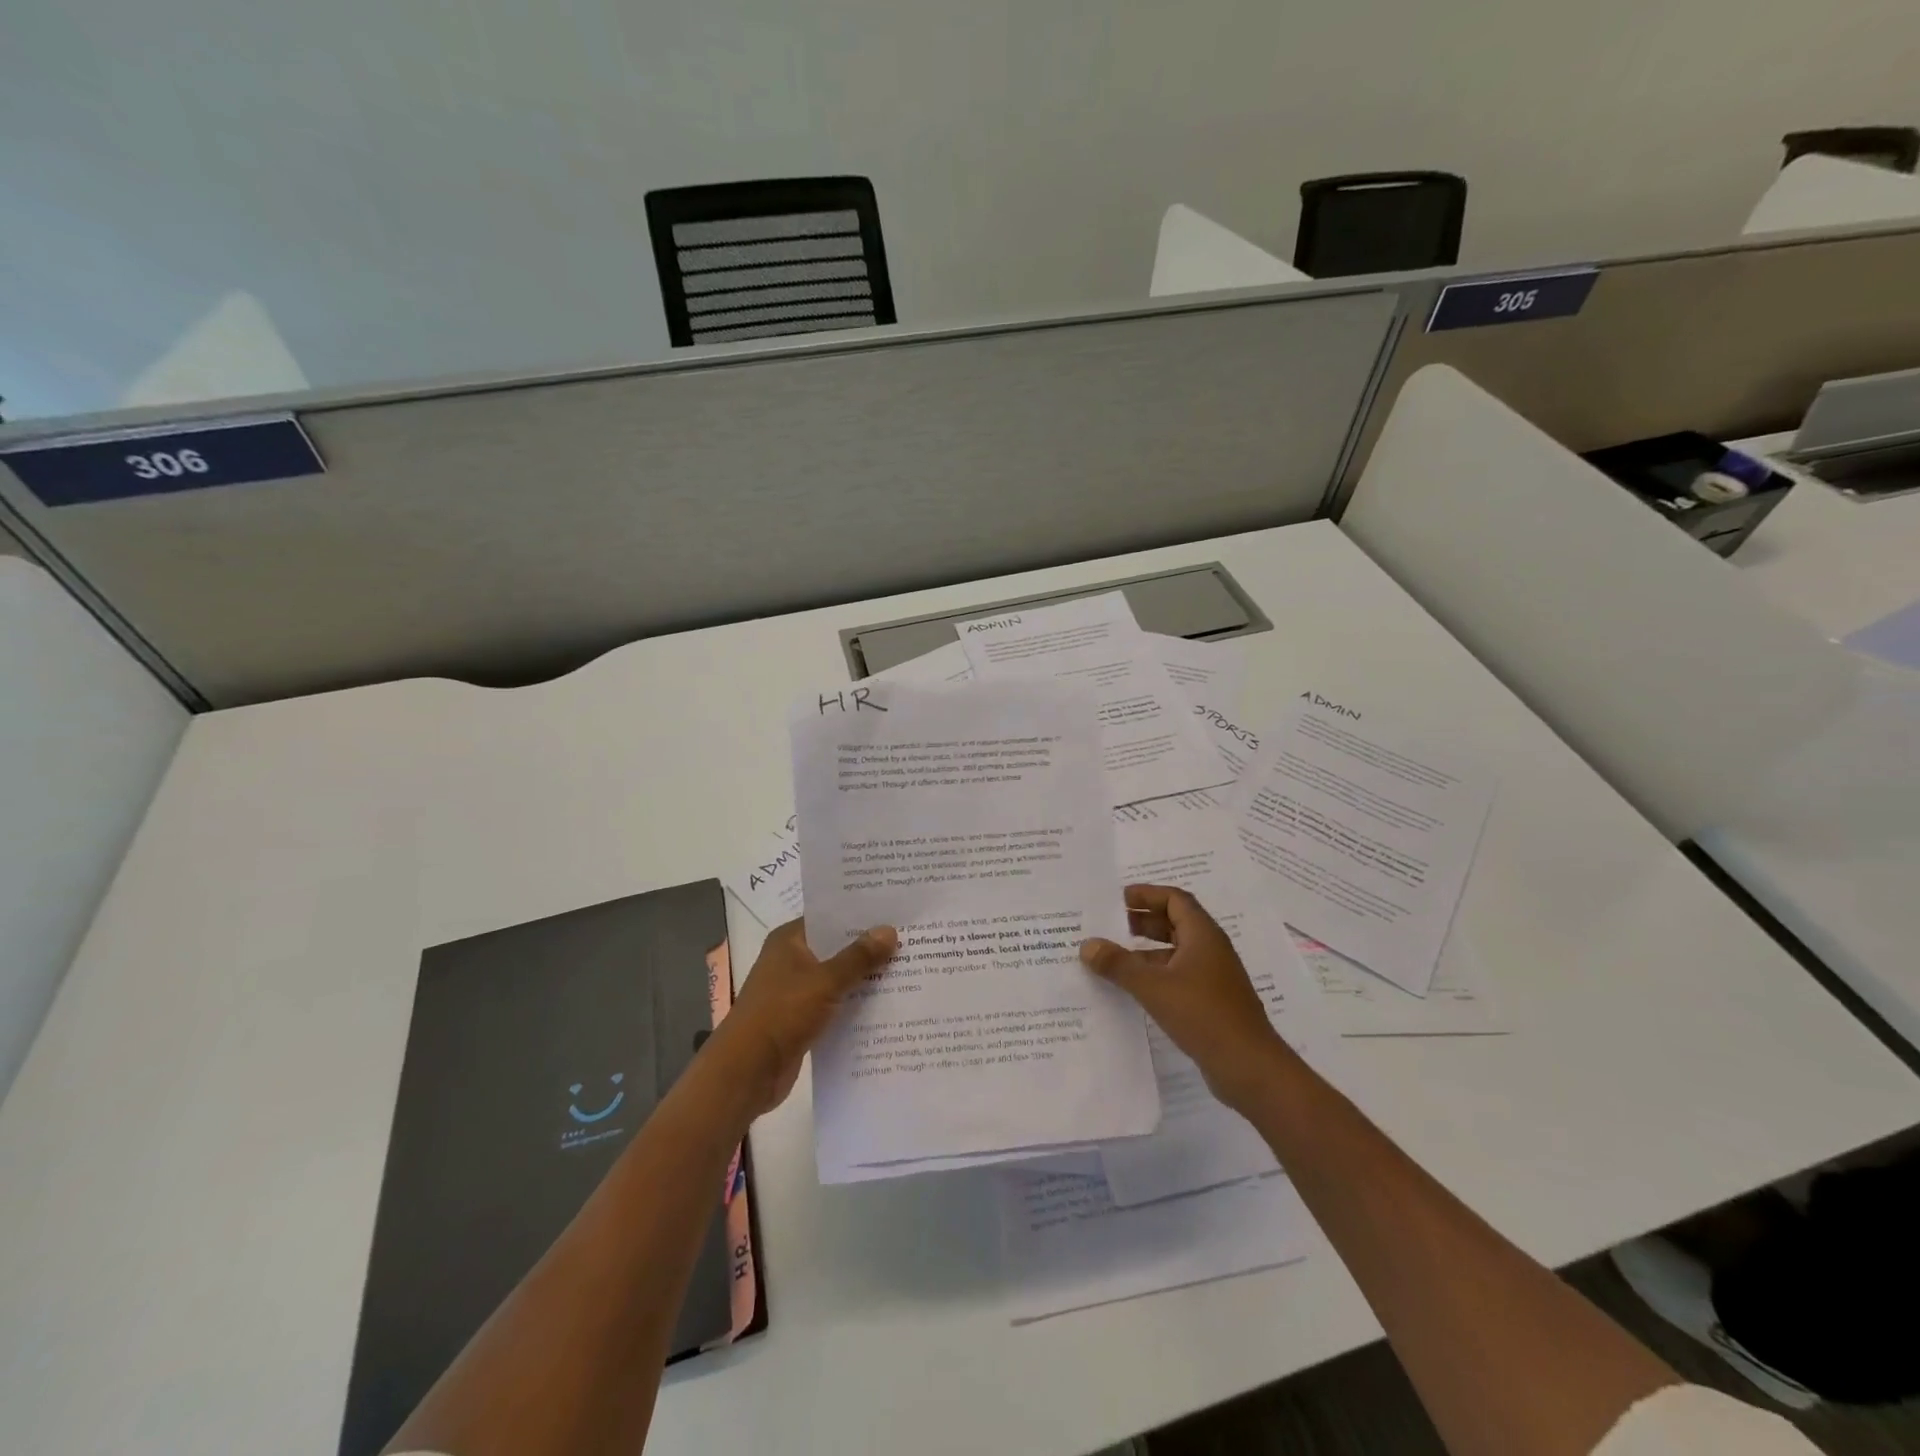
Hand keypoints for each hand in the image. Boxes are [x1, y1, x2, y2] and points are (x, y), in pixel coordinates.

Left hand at [711, 919, 896, 1117]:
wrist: (747, 1072)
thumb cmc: (782, 1014)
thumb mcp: (825, 981)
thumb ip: (858, 957)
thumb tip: (889, 930)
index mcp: (789, 940)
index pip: (829, 916)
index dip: (860, 914)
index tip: (895, 911)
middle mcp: (791, 960)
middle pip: (836, 947)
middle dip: (869, 947)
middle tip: (910, 939)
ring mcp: (795, 991)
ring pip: (837, 977)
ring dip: (864, 978)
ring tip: (907, 970)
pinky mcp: (802, 1019)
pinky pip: (835, 1003)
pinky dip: (855, 1004)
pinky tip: (887, 1005)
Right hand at [1080, 884, 1291, 1110]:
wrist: (1250, 1067)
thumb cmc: (1203, 1014)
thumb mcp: (1153, 986)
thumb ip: (1118, 964)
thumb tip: (1087, 944)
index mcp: (1203, 935)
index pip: (1175, 899)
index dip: (1147, 894)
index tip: (1118, 899)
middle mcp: (1210, 950)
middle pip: (1175, 923)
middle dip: (1143, 921)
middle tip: (1111, 926)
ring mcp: (1213, 978)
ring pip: (1175, 953)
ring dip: (1146, 951)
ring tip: (1113, 959)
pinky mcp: (1211, 1003)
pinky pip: (1178, 977)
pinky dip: (1155, 975)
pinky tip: (1133, 990)